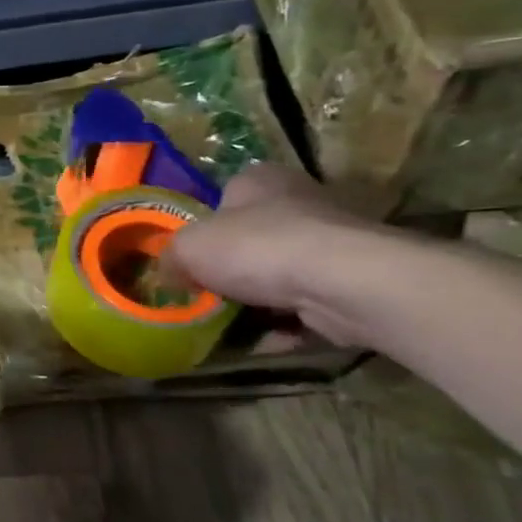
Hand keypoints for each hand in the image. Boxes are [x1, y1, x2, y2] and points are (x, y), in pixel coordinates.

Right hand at [168, 163, 383, 344]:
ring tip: (228, 327)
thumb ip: (171, 257)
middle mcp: (298, 202)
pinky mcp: (352, 282)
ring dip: (257, 302)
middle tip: (205, 296)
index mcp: (258, 180)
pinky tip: (264, 342)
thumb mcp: (188, 247)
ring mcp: (331, 243)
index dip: (203, 229)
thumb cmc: (256, 248)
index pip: (223, 198)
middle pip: (251, 239)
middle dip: (231, 270)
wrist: (344, 284)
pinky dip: (285, 324)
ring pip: (279, 275)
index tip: (190, 260)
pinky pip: (305, 305)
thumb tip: (169, 272)